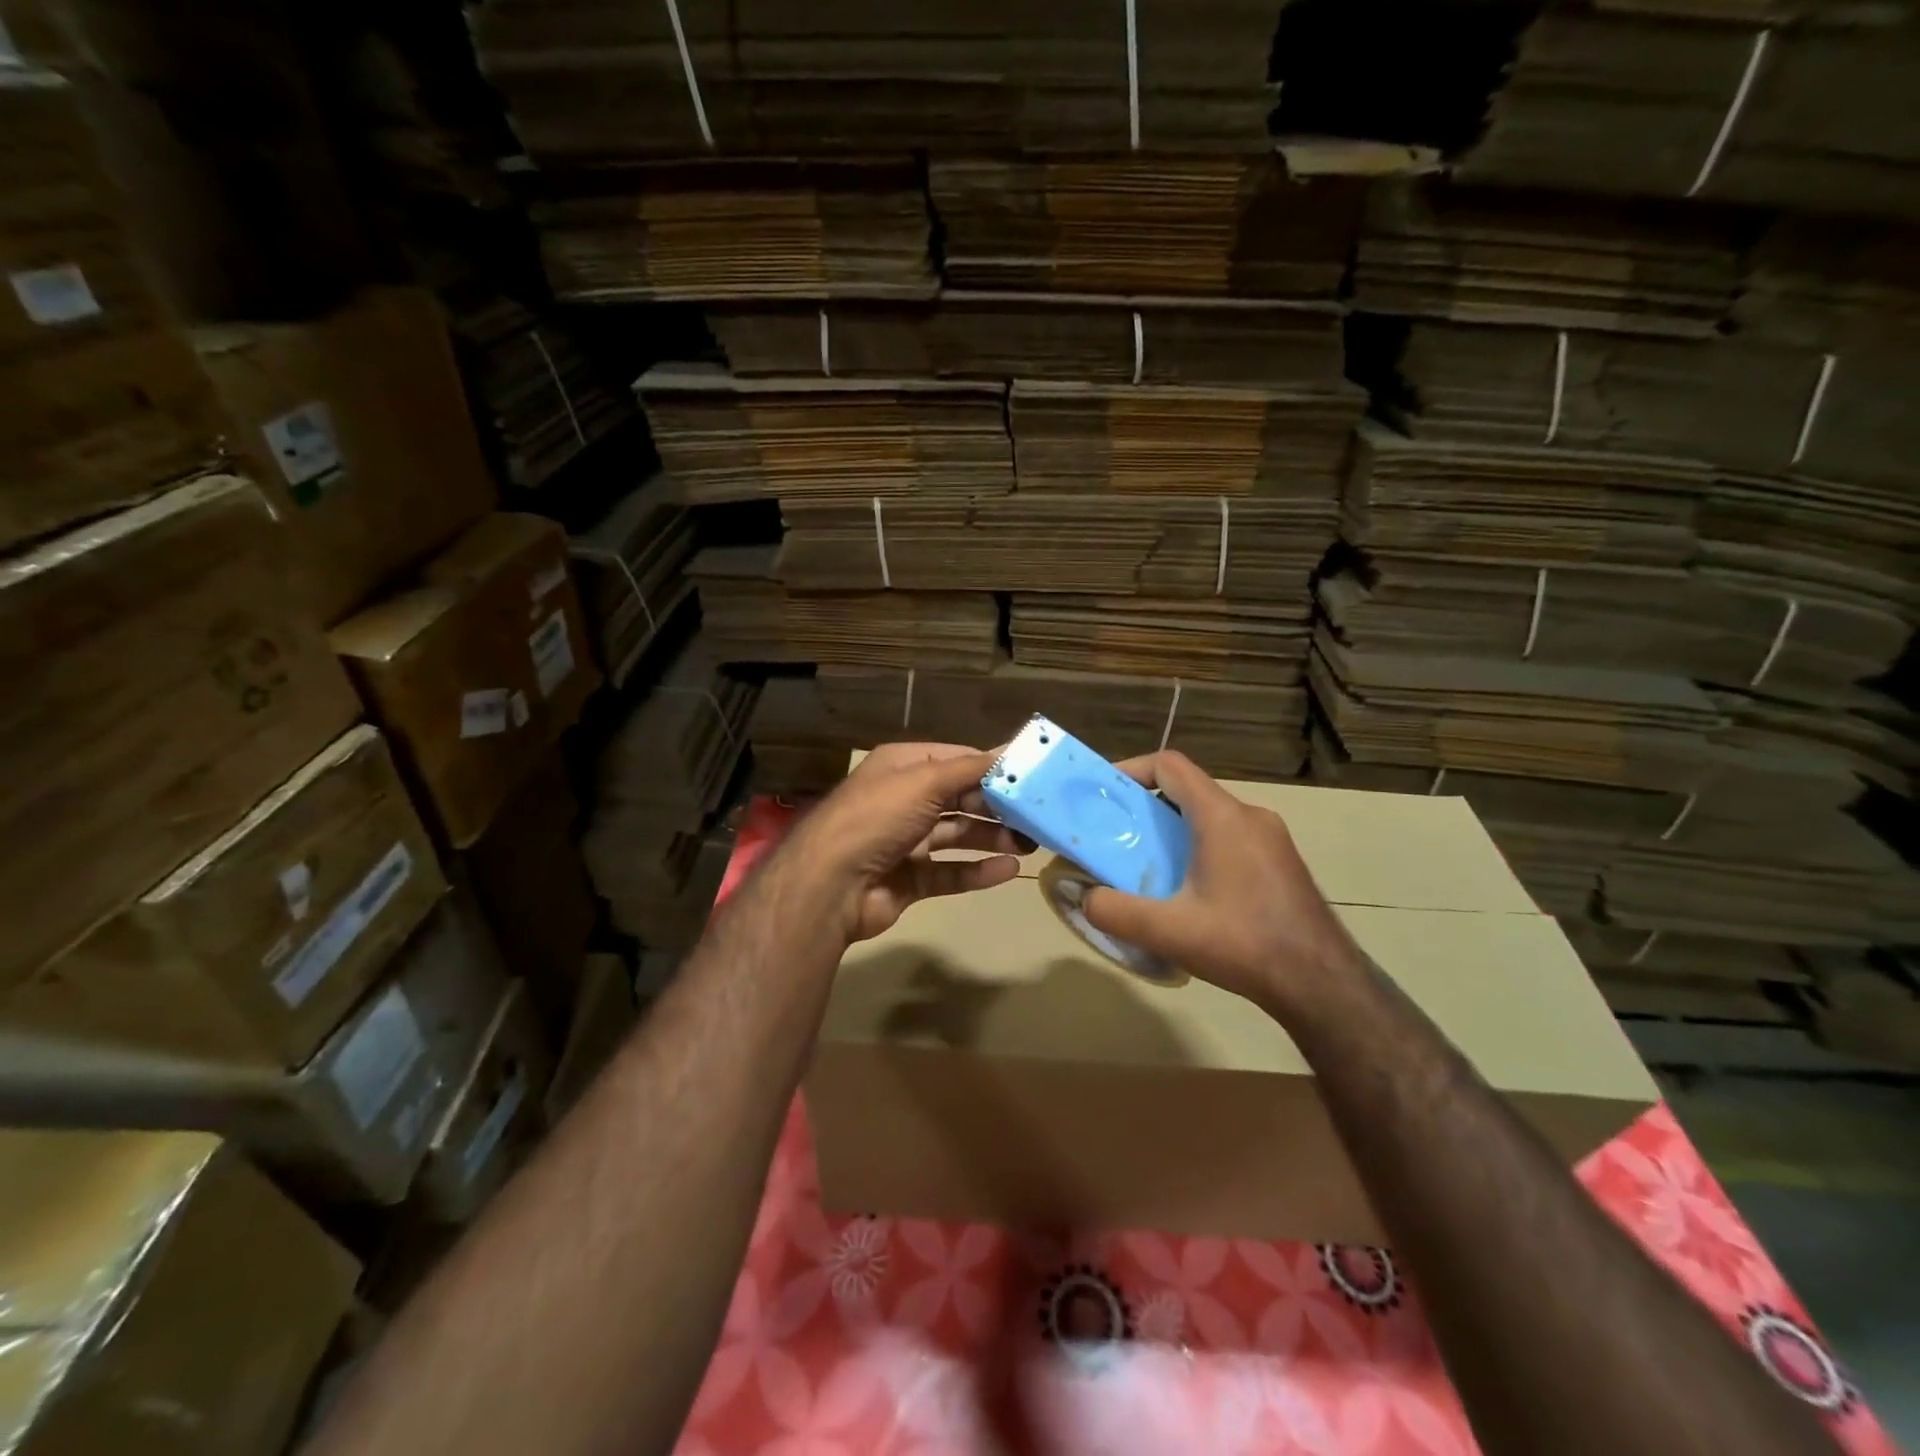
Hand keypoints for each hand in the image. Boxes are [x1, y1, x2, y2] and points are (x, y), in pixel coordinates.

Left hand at [772, 742, 1033, 945]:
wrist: (830, 885)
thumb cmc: (878, 817)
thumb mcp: (924, 781)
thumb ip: (970, 768)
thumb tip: (1011, 750)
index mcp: (902, 767)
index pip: (956, 760)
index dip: (991, 767)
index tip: (1030, 775)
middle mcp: (903, 800)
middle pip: (960, 799)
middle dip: (996, 806)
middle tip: (1036, 816)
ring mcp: (905, 841)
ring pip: (957, 835)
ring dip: (991, 837)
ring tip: (1029, 844)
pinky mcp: (909, 879)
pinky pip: (950, 871)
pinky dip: (977, 871)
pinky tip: (1007, 871)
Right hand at [1081, 751, 1366, 1012]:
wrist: (1323, 984)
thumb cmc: (1245, 945)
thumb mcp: (1168, 932)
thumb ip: (1115, 911)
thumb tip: (1083, 897)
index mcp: (1222, 817)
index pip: (1170, 765)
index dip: (1131, 768)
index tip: (1104, 793)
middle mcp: (1250, 816)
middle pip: (1188, 791)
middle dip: (1147, 807)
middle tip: (1117, 837)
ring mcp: (1272, 839)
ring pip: (1210, 816)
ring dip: (1174, 831)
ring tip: (1148, 866)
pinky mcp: (1282, 863)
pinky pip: (1231, 838)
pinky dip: (1200, 848)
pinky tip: (1191, 891)